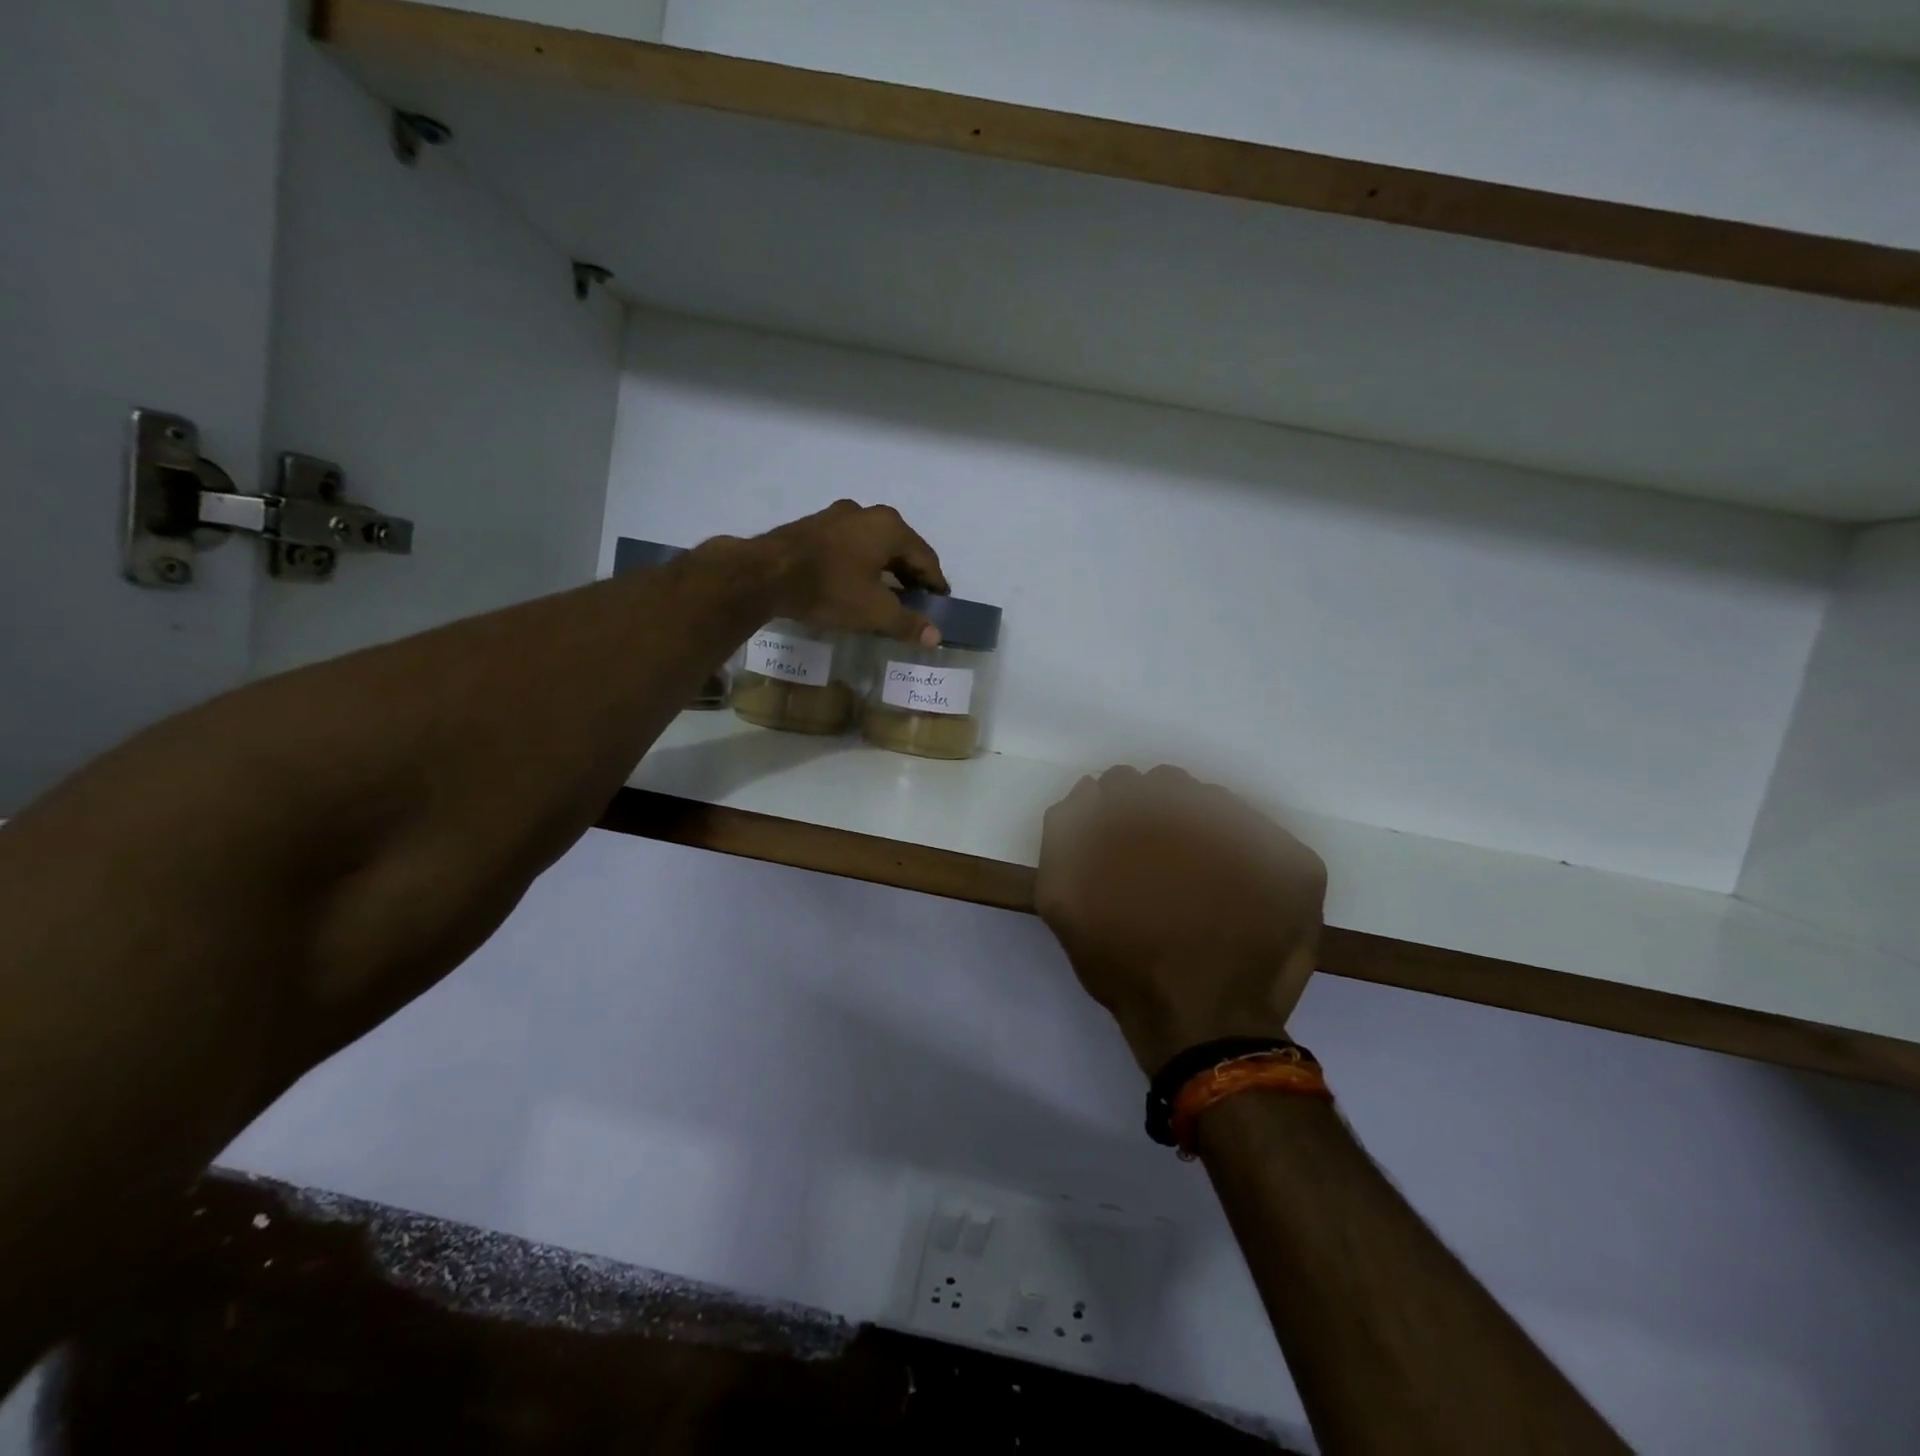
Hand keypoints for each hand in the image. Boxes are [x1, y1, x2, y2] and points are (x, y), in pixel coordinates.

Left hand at [751, 500, 950, 642]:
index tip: (941, 601)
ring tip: (888, 594)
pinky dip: (861, 564)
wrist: (765, 574)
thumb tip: (936, 638)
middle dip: (910, 575)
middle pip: (900, 547)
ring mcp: (837, 516)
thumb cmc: (830, 589)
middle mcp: (867, 513)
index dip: (935, 583)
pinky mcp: (814, 526)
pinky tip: (856, 583)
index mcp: (890, 527)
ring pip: (873, 544)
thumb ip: (908, 623)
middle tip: (917, 600)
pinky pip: (850, 545)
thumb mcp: (874, 612)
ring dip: (885, 569)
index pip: (925, 557)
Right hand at [1036, 766, 1326, 1075]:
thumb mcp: (1063, 903)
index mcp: (1144, 819)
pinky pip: (1264, 835)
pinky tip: (1232, 891)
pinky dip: (1244, 852)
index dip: (1116, 812)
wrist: (1202, 1027)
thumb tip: (1086, 790)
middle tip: (1155, 863)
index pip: (1124, 784)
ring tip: (1194, 879)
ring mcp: (1258, 838)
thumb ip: (1063, 835)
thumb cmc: (1126, 967)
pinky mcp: (1298, 868)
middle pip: (1170, 785)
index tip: (1119, 845)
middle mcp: (1202, 815)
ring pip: (1216, 804)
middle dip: (1155, 813)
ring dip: (1198, 827)